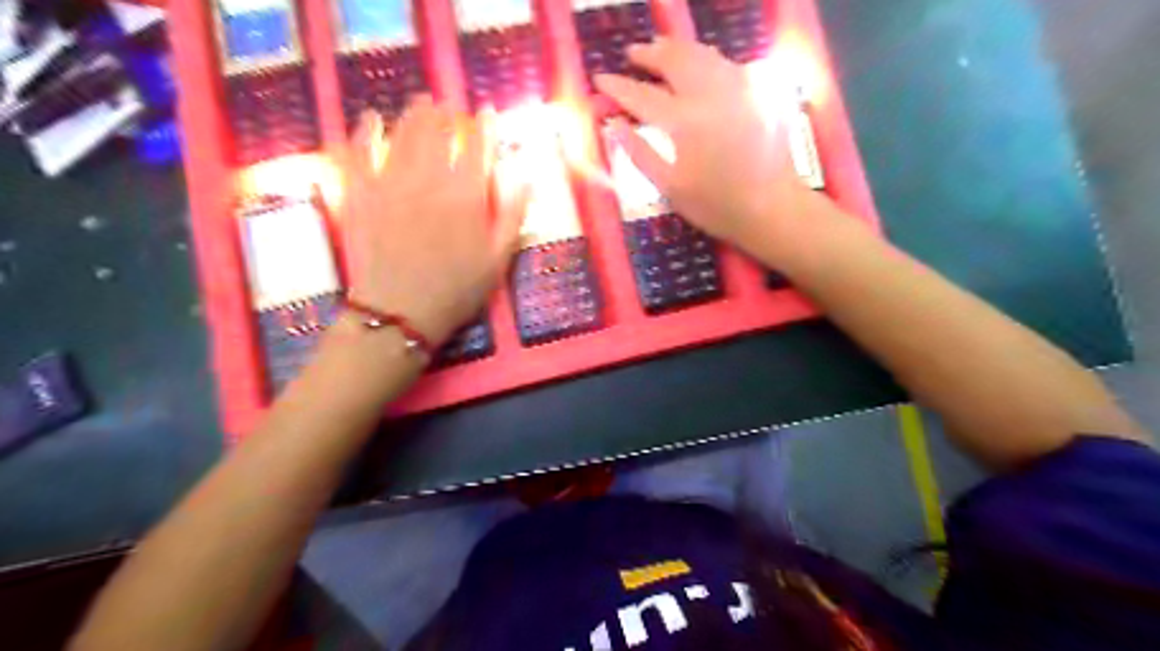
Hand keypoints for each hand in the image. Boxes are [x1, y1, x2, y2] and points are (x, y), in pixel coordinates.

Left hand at [341, 96, 529, 344]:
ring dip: (414, 113)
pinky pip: (360, 152)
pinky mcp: (362, 193)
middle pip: (439, 131)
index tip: (488, 115)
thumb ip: (513, 215)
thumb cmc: (456, 290)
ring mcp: (392, 183)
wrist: (400, 314)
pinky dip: (365, 131)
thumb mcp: (498, 259)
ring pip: (404, 133)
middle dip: (447, 113)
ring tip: (421, 103)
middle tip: (450, 107)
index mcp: (467, 195)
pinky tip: (371, 120)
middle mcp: (430, 179)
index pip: (479, 147)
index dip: (485, 127)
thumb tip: (524, 176)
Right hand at [592, 38, 818, 256]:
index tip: (600, 79)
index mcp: (683, 122)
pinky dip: (704, 58)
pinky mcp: (756, 91)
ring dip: (676, 49)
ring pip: (701, 54)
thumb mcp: (669, 187)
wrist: (771, 208)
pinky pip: (724, 63)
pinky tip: (697, 66)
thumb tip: (613, 125)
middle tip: (632, 55)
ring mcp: (736, 88)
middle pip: (673, 60)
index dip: (618, 86)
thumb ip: (638, 153)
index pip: (641, 95)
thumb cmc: (715, 206)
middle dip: (649, 54)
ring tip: (660, 51)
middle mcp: (709, 94)